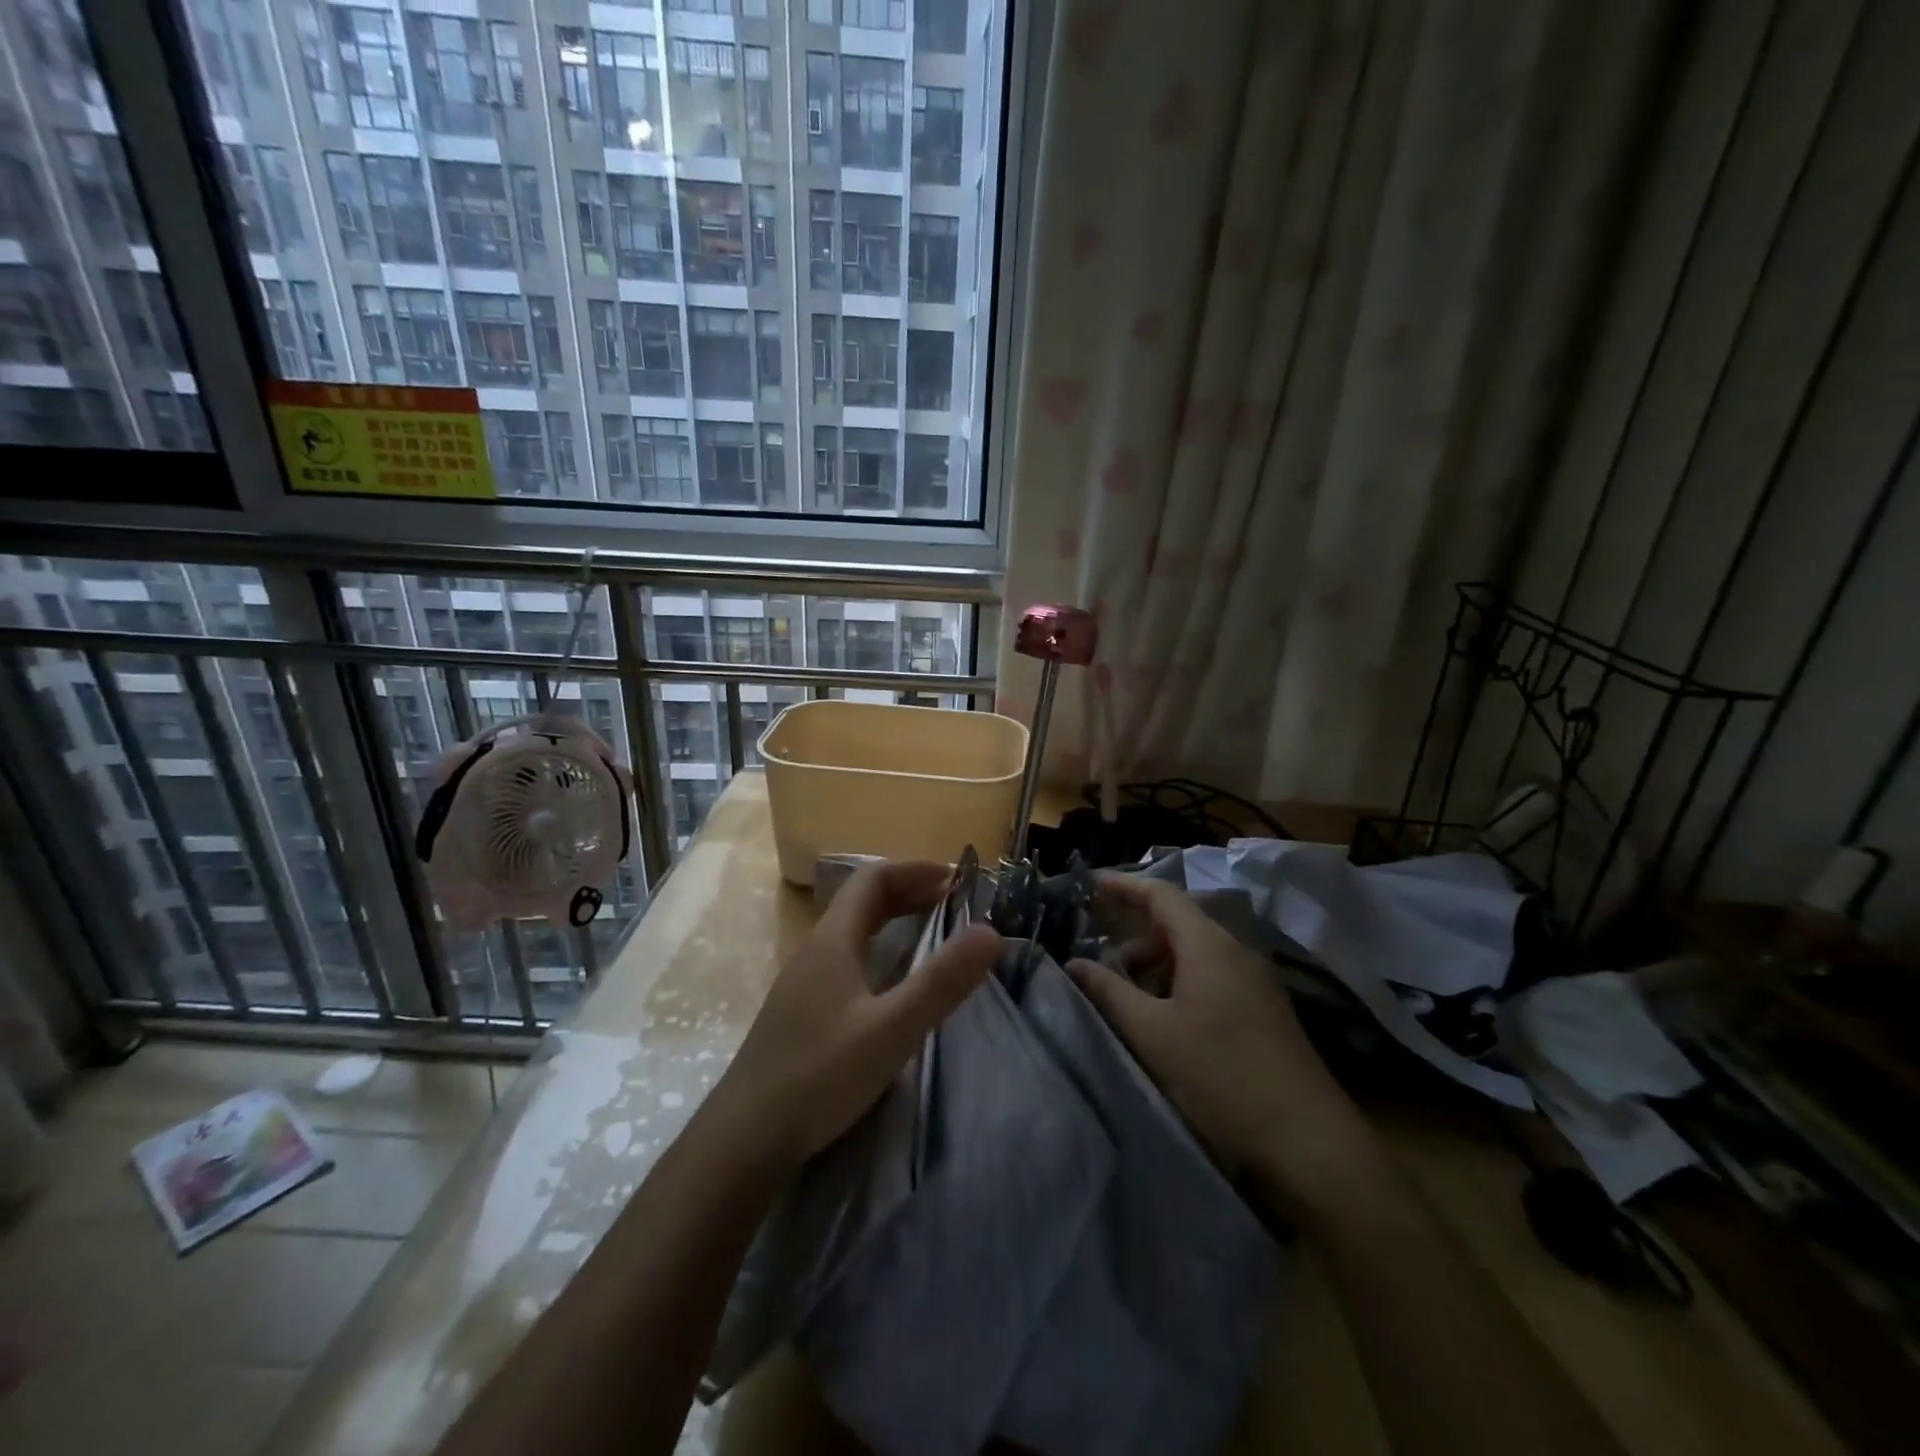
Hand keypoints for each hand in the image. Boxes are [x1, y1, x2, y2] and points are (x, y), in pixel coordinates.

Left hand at [705, 860, 1001, 1174]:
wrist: (745, 1138)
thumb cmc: (820, 1075)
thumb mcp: (891, 1029)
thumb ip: (941, 982)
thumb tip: (990, 931)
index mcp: (832, 941)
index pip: (872, 880)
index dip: (913, 870)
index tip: (954, 879)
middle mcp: (814, 951)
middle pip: (860, 902)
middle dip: (907, 892)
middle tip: (950, 902)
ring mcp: (802, 983)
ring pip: (851, 931)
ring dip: (891, 920)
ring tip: (928, 931)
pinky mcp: (799, 1012)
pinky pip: (844, 959)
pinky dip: (877, 950)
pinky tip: (889, 982)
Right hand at [1068, 873, 1387, 1220]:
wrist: (1309, 1142)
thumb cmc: (1222, 1077)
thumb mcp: (1153, 1034)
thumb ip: (1109, 992)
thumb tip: (1072, 963)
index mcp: (1209, 945)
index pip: (1161, 894)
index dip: (1123, 885)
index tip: (1087, 886)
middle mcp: (1235, 952)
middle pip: (1176, 924)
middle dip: (1132, 936)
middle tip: (1094, 959)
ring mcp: (1253, 982)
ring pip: (1192, 955)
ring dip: (1153, 965)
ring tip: (1122, 996)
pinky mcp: (1262, 1011)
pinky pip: (1210, 978)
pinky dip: (1176, 984)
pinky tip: (1160, 1019)